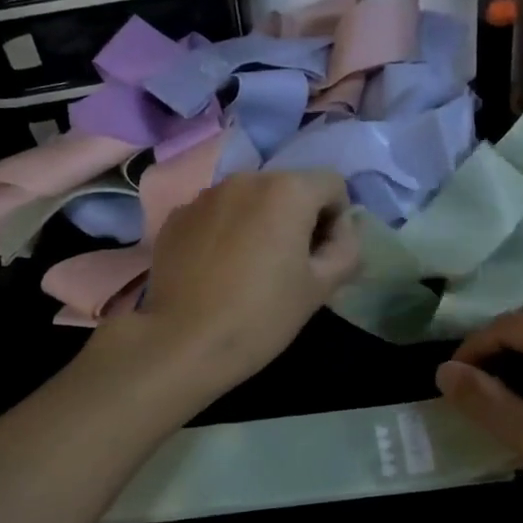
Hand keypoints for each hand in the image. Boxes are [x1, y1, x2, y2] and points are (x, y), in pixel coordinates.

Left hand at [119, 170, 359, 394]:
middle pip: (288, 188)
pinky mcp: (176, 216)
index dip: (337, 220)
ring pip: (249, 200)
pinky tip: (217, 271)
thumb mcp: (320, 288)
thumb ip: (346, 249)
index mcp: (287, 190)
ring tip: (249, 269)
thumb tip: (342, 230)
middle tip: (289, 267)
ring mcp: (205, 195)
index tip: (321, 258)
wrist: (182, 343)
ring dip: (259, 223)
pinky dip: (224, 232)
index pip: (332, 185)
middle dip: (297, 219)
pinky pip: (215, 214)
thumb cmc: (261, 316)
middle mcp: (245, 179)